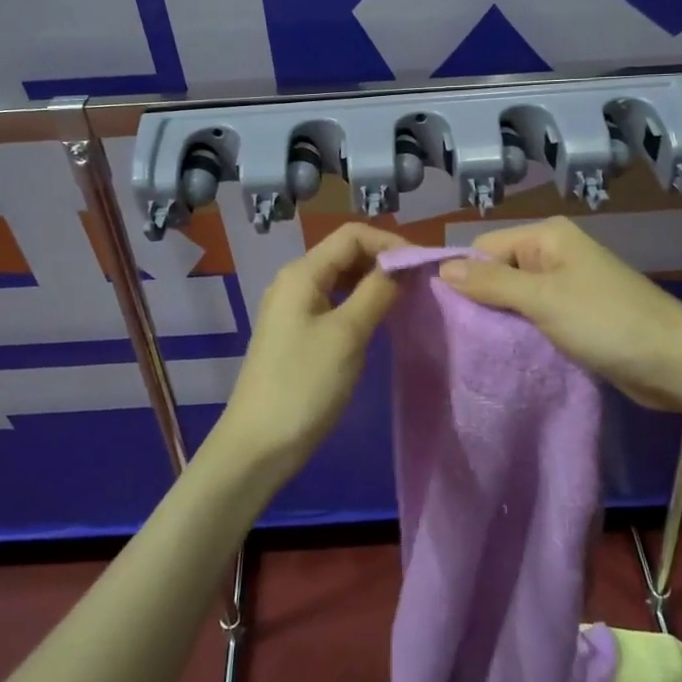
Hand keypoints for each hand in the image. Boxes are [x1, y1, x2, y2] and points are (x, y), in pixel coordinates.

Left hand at [211, 223, 409, 471]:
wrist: (258, 447)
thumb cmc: (304, 385)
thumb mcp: (347, 334)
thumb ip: (378, 292)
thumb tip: (404, 266)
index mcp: (302, 273)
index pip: (352, 235)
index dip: (390, 243)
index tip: (424, 267)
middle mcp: (294, 281)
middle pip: (346, 253)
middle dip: (384, 260)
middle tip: (422, 284)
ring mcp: (293, 309)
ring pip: (341, 279)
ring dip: (374, 282)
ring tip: (408, 300)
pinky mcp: (297, 333)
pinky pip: (334, 303)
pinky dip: (360, 303)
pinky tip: (380, 320)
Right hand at [439, 216, 681, 411]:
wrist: (674, 362)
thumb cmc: (606, 321)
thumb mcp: (542, 299)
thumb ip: (490, 283)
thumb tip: (440, 268)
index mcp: (547, 237)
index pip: (485, 248)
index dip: (466, 277)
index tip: (450, 314)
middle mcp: (555, 254)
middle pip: (498, 272)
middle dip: (483, 302)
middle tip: (463, 337)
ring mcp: (567, 285)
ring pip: (515, 298)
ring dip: (502, 321)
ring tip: (483, 349)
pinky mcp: (576, 315)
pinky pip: (535, 317)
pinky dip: (523, 333)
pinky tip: (510, 353)